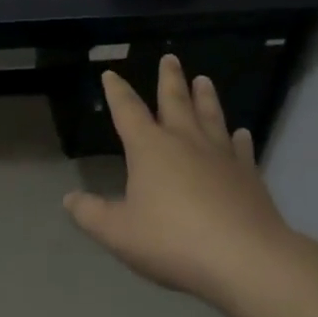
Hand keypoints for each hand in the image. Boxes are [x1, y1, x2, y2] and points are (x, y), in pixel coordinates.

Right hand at [63, 55, 297, 308]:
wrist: (245, 258)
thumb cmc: (173, 240)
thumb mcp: (118, 232)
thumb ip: (91, 214)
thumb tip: (69, 199)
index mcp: (150, 148)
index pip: (128, 111)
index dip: (116, 92)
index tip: (111, 74)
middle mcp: (185, 141)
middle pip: (175, 101)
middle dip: (169, 79)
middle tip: (170, 58)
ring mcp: (221, 155)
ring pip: (211, 116)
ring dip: (205, 97)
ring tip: (204, 79)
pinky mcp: (248, 175)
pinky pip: (241, 148)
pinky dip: (238, 137)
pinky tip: (241, 133)